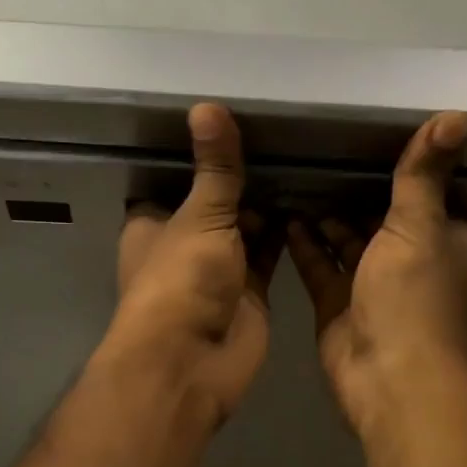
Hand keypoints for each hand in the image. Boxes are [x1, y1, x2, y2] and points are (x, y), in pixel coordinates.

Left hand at [103, 103, 281, 426]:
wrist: (193, 361)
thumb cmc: (181, 280)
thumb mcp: (198, 215)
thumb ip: (214, 167)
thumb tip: (207, 105)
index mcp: (153, 223)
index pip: (172, 180)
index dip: (196, 157)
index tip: (231, 122)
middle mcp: (183, 244)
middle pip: (214, 203)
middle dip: (241, 178)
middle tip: (284, 134)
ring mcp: (218, 269)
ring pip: (246, 227)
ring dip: (268, 202)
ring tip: (305, 156)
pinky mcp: (250, 290)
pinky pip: (270, 252)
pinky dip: (287, 231)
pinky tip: (313, 196)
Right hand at [286, 111, 466, 437]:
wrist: (387, 377)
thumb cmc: (413, 297)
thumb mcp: (420, 227)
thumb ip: (423, 174)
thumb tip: (458, 114)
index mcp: (445, 239)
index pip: (433, 192)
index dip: (411, 165)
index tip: (377, 131)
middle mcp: (411, 258)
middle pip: (383, 215)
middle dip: (358, 188)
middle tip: (321, 149)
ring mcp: (371, 283)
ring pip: (347, 240)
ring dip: (327, 215)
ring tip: (296, 176)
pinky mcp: (338, 303)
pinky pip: (320, 265)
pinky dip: (305, 243)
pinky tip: (285, 215)